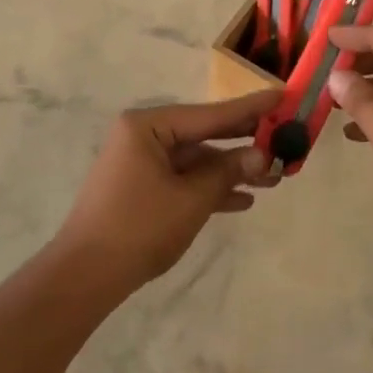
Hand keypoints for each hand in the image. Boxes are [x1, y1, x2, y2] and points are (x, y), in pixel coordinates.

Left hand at [57, 90, 278, 286]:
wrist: (86, 276)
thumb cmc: (139, 228)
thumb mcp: (191, 199)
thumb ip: (228, 172)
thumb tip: (262, 155)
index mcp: (148, 126)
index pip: (210, 114)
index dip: (250, 109)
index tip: (283, 96)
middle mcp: (143, 137)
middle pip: (204, 134)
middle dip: (244, 143)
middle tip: (286, 139)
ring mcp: (141, 163)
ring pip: (196, 160)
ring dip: (232, 171)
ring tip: (274, 179)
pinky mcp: (142, 188)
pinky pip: (183, 180)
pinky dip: (210, 188)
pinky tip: (243, 200)